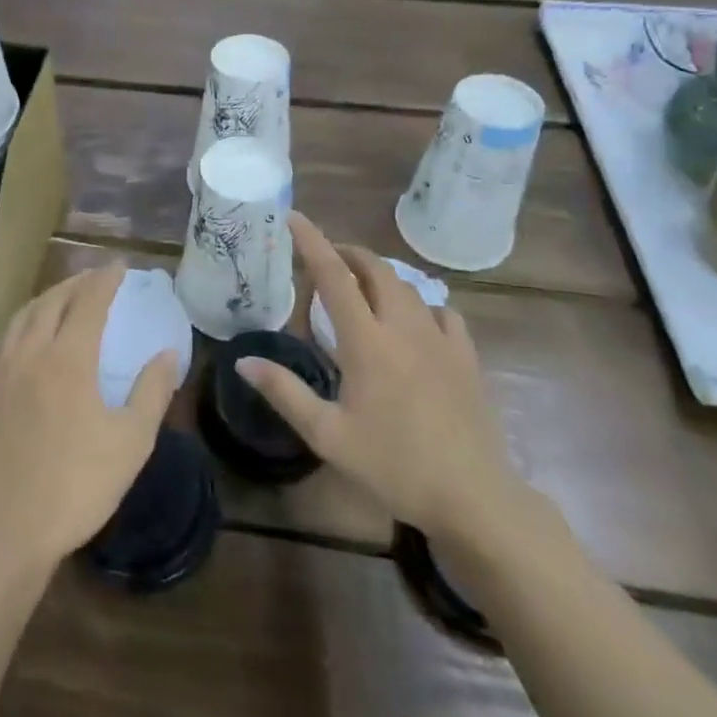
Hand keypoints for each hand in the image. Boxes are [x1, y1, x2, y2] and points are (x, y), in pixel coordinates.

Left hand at [0, 264, 178, 574]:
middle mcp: (29, 352)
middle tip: (94, 277)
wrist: (6, 531)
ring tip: (61, 297)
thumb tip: (168, 353)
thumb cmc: (77, 487)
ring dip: (45, 299)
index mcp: (68, 359)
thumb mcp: (131, 443)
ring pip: (21, 317)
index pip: (89, 302)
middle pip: (52, 301)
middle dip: (76, 283)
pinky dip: (17, 325)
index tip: (118, 266)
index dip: (105, 280)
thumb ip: (152, 391)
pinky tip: (21, 335)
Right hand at [238, 213, 537, 561]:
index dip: (312, 242)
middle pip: (375, 270)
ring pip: (408, 287)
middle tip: (325, 261)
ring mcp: (441, 340)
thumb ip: (285, 393)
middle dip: (348, 254)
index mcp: (367, 342)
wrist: (472, 498)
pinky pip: (443, 312)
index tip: (294, 218)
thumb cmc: (393, 466)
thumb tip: (243, 361)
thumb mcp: (328, 436)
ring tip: (362, 288)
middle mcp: (404, 328)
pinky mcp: (467, 357)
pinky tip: (416, 321)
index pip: (333, 276)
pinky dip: (421, 304)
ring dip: (381, 276)